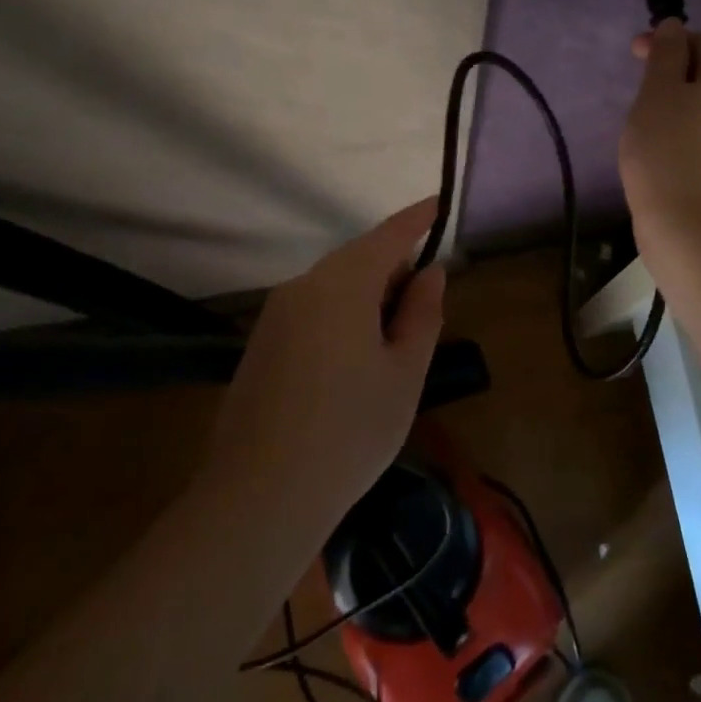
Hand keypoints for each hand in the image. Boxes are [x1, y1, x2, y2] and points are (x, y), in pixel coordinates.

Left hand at [207, 199, 446, 534]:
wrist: (259, 497)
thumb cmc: (350, 431)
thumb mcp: (405, 373)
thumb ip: (422, 314)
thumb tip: (430, 273)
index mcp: (343, 283)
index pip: (389, 236)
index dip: (417, 219)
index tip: (440, 204)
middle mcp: (303, 286)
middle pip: (359, 259)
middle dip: (394, 269)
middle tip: (425, 303)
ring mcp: (275, 315)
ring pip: (334, 285)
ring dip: (368, 296)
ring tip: (393, 340)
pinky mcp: (261, 344)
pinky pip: (312, 310)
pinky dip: (342, 315)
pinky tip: (353, 362)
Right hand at [619, 20, 700, 247]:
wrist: (695, 230)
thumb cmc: (669, 152)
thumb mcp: (657, 93)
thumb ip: (665, 54)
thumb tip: (673, 26)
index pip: (700, 42)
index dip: (664, 42)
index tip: (633, 54)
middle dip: (672, 76)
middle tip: (639, 92)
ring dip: (679, 107)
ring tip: (646, 124)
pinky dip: (687, 134)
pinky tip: (665, 152)